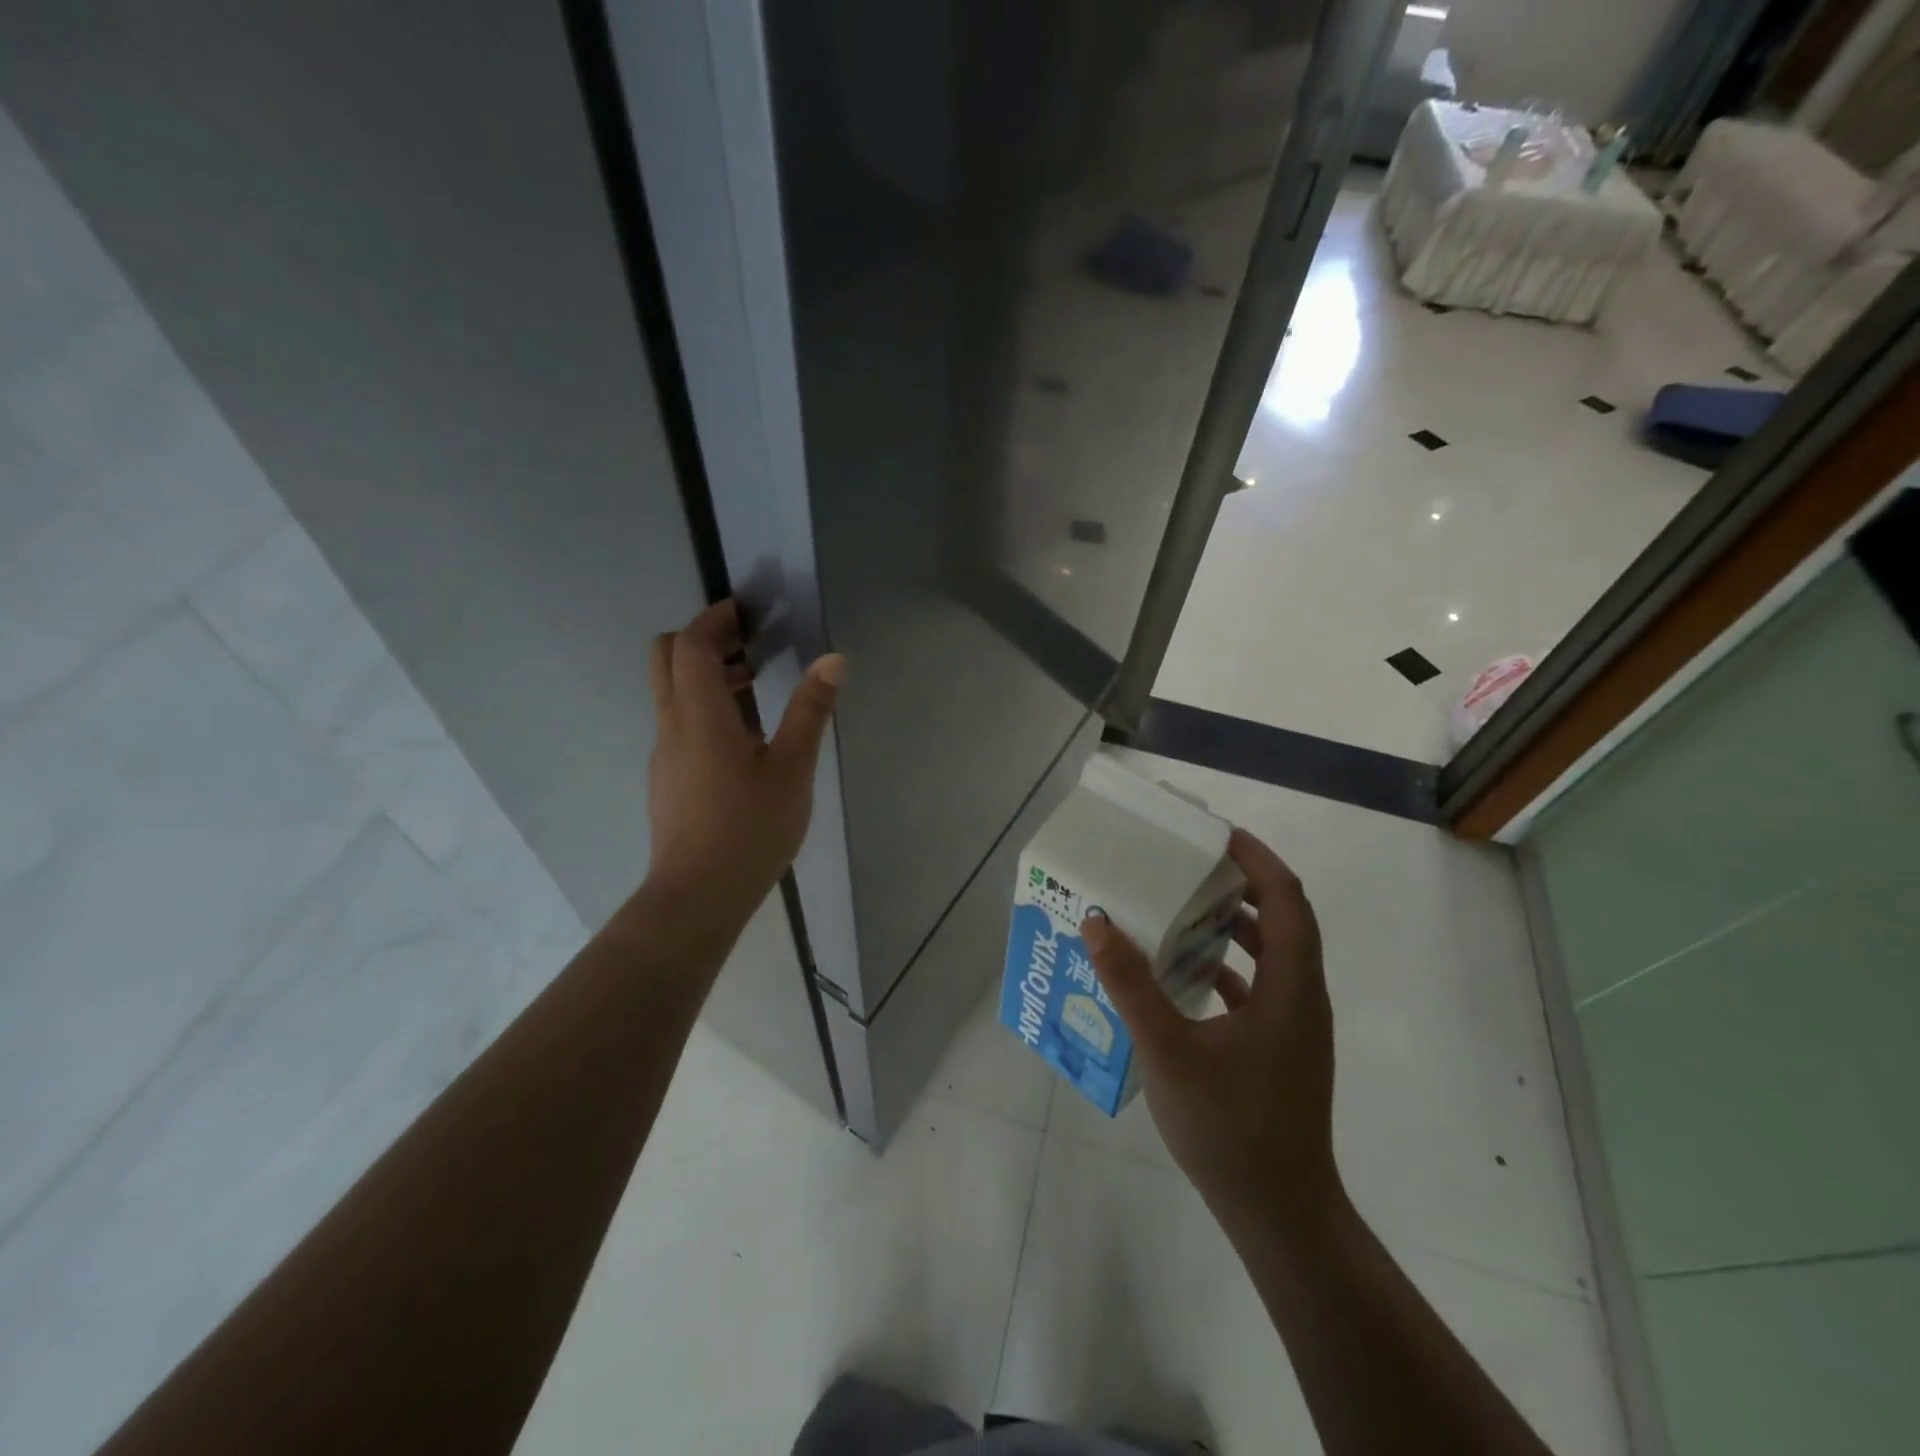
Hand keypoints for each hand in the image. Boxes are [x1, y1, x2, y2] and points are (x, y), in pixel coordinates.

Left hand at [644, 599, 845, 926]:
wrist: (698, 896)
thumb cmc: (750, 827)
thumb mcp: (792, 767)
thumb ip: (810, 710)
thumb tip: (833, 659)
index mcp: (699, 712)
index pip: (691, 644)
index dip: (714, 619)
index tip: (745, 610)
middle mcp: (672, 724)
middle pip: (666, 659)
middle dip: (702, 640)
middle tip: (748, 643)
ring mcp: (665, 753)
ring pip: (673, 694)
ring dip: (707, 676)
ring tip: (756, 686)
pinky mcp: (667, 779)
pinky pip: (679, 724)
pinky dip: (705, 709)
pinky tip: (744, 740)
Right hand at [1082, 828, 1337, 1231]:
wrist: (1279, 1214)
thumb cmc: (1229, 1127)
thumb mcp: (1168, 1050)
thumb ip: (1131, 984)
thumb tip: (1098, 922)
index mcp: (1290, 986)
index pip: (1287, 899)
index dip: (1258, 860)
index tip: (1217, 835)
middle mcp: (1303, 997)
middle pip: (1284, 920)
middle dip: (1243, 886)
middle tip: (1192, 866)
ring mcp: (1296, 1028)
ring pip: (1275, 955)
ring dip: (1237, 926)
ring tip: (1186, 910)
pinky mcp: (1283, 1051)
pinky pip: (1263, 988)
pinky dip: (1232, 967)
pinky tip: (1190, 975)